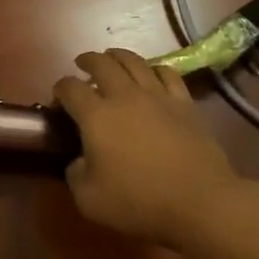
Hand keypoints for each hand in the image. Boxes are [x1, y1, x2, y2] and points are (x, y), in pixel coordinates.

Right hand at [54, 49, 246, 248]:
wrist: (200, 202)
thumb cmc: (139, 202)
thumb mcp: (89, 200)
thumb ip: (75, 175)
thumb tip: (78, 161)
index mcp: (95, 116)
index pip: (69, 88)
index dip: (59, 89)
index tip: (58, 100)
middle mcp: (124, 96)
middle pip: (101, 63)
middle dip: (87, 61)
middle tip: (82, 65)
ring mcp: (157, 96)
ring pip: (134, 61)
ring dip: (117, 56)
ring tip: (112, 59)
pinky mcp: (184, 103)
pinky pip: (167, 72)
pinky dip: (154, 68)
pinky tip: (151, 74)